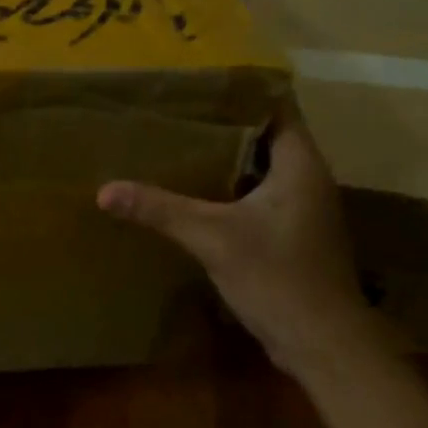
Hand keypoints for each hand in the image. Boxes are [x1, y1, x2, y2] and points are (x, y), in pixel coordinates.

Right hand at [97, 117, 373, 374]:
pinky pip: (261, 195)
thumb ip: (160, 210)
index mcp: (301, 165)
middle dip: (226, 123)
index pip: (277, 107)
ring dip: (229, 156)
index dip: (242, 91)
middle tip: (180, 111)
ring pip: (264, 167)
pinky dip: (233, 187)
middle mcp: (309, 179)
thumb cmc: (278, 278)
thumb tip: (104, 191)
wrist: (323, 345)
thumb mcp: (212, 238)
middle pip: (267, 135)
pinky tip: (198, 191)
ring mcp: (304, 209)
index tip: (200, 83)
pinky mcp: (294, 234)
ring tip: (183, 143)